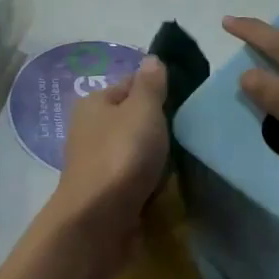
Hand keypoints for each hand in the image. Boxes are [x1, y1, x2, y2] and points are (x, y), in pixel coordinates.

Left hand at [53, 55, 169, 233]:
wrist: (98, 219)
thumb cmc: (121, 154)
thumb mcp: (142, 110)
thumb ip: (150, 85)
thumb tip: (151, 59)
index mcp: (93, 103)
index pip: (130, 84)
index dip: (157, 89)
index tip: (185, 101)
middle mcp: (89, 129)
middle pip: (132, 119)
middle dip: (157, 127)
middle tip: (189, 132)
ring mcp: (96, 162)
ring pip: (134, 150)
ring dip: (155, 157)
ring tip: (183, 161)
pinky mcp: (105, 192)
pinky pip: (133, 178)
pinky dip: (148, 181)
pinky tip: (165, 186)